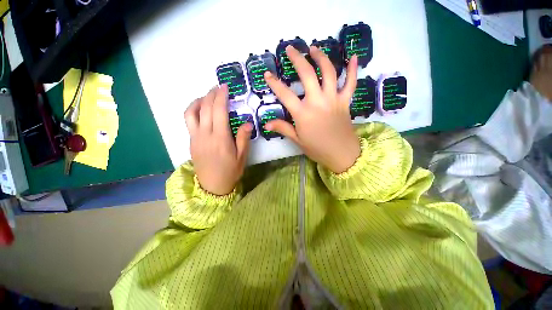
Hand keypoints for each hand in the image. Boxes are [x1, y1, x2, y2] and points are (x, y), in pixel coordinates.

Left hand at [184, 85, 252, 194]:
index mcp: (220, 138)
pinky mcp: (191, 141)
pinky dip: (193, 110)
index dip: (221, 96)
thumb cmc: (230, 171)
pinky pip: (188, 121)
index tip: (224, 87)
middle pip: (204, 108)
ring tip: (207, 96)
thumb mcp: (242, 156)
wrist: (213, 186)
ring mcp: (195, 137)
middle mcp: (205, 135)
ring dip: (198, 100)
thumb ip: (243, 138)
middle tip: (218, 87)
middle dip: (211, 94)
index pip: (218, 111)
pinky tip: (200, 109)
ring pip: (191, 112)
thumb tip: (247, 122)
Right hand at [264, 46, 359, 172]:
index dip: (274, 83)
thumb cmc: (317, 148)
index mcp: (303, 113)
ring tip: (314, 48)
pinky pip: (351, 82)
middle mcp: (317, 101)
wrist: (341, 154)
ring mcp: (333, 99)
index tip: (267, 74)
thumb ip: (283, 128)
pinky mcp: (345, 101)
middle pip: (307, 74)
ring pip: (329, 72)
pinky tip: (353, 57)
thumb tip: (266, 123)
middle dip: (297, 59)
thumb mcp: (297, 140)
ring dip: (320, 57)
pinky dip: (353, 69)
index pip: (285, 94)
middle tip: (291, 49)